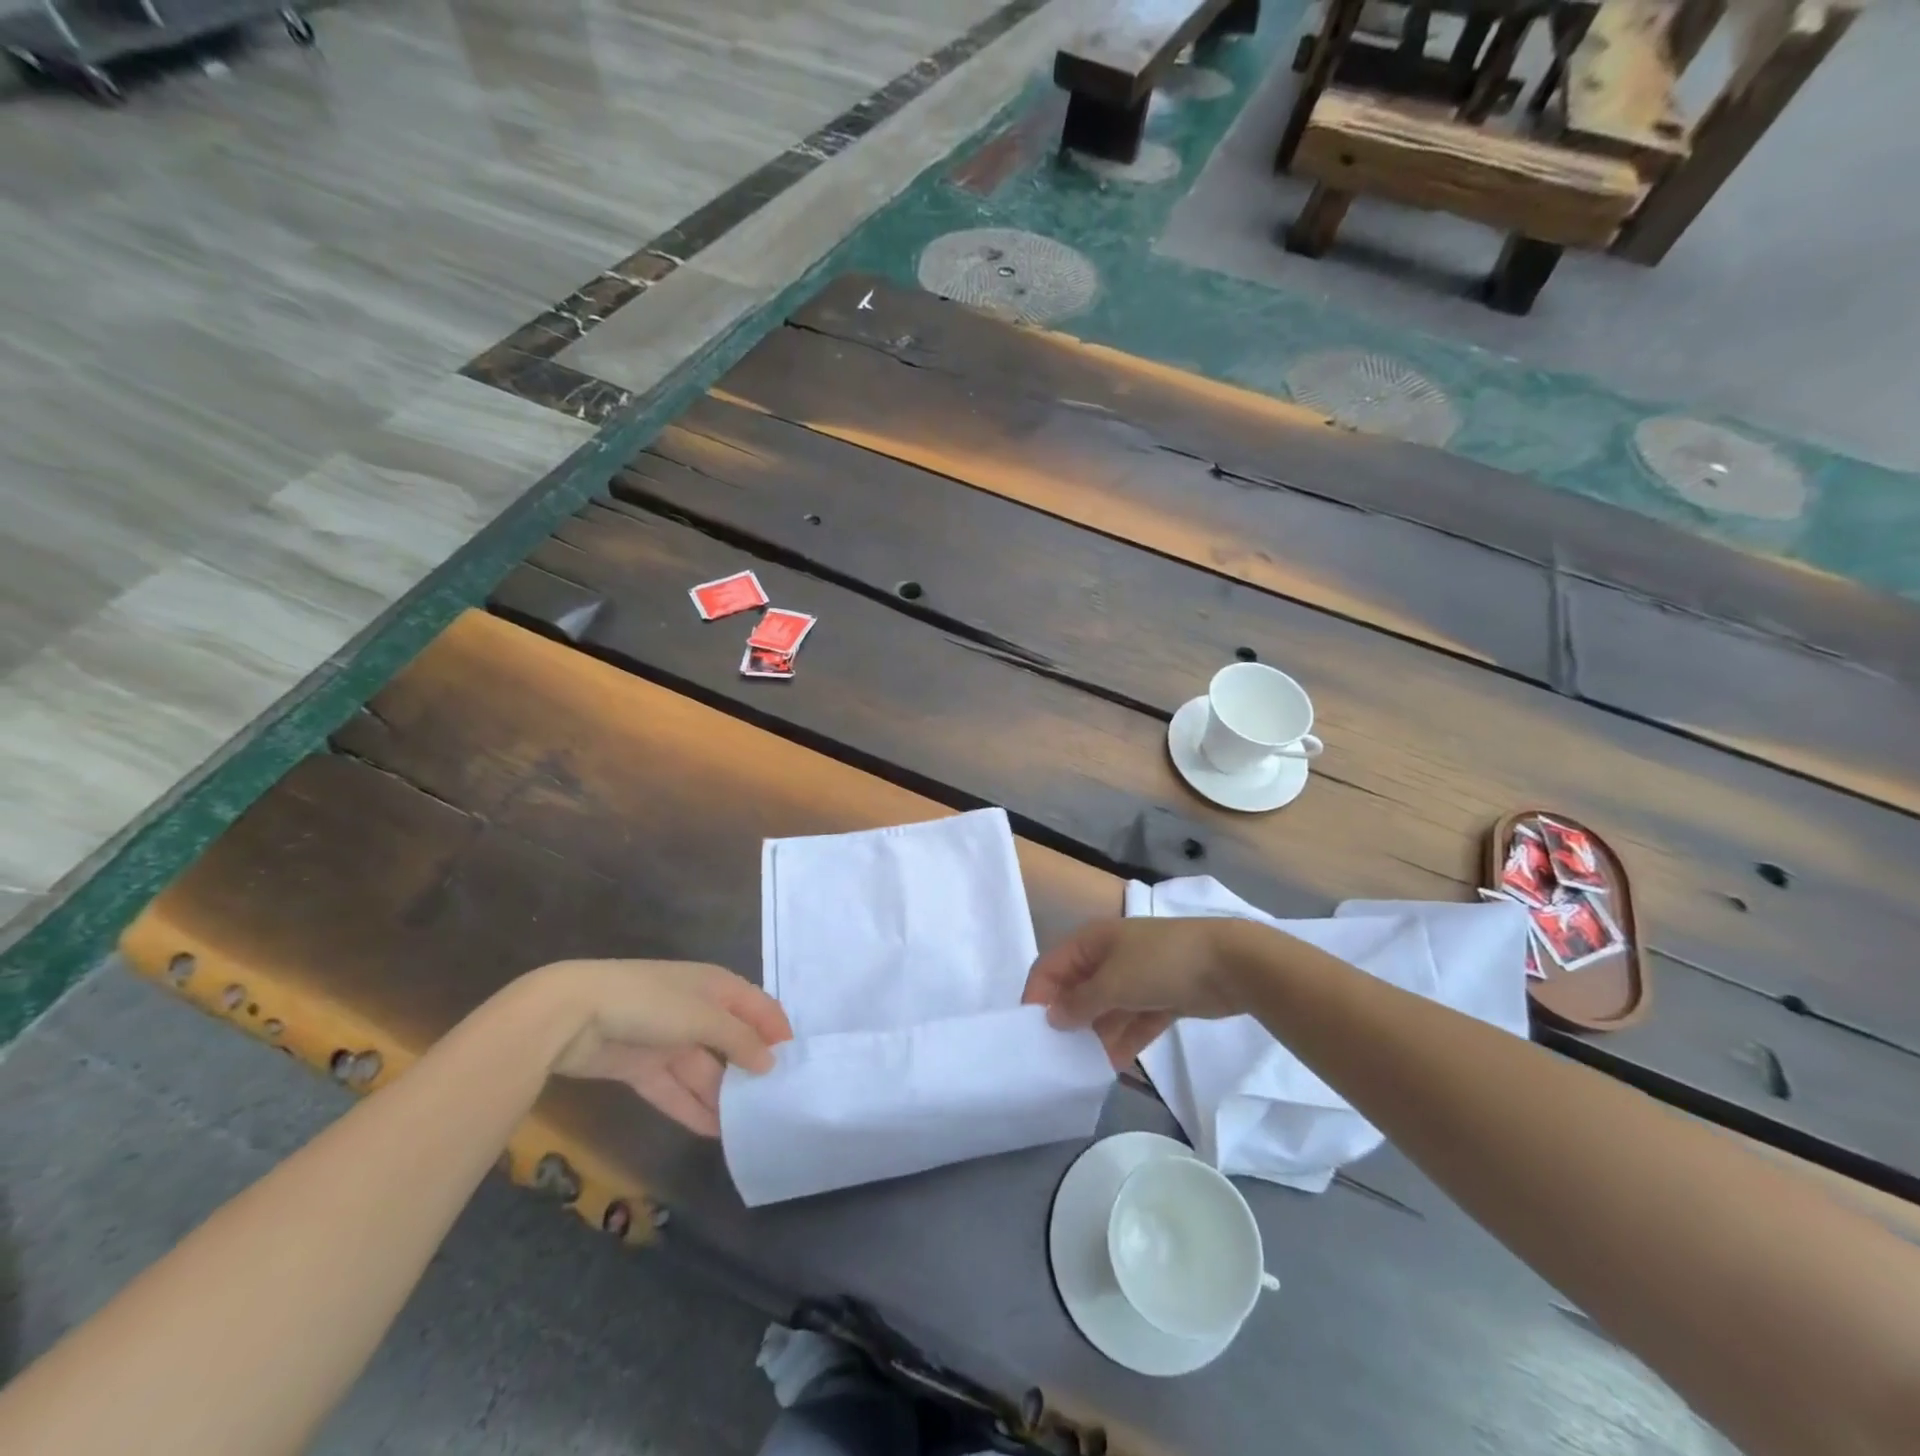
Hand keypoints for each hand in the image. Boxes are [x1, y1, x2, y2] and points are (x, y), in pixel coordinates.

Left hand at [532, 959, 793, 1136]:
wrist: (573, 1014)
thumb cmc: (651, 1002)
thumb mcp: (703, 1016)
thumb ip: (740, 1040)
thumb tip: (771, 1062)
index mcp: (714, 986)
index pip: (755, 1006)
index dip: (776, 1028)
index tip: (797, 1060)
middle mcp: (694, 1009)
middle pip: (730, 1040)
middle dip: (750, 1067)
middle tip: (774, 1100)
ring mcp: (666, 1039)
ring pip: (703, 1070)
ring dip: (721, 1095)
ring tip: (749, 1124)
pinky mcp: (640, 1066)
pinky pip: (674, 1090)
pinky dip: (692, 1109)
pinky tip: (714, 1132)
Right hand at [1022, 918, 1254, 1067]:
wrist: (1229, 963)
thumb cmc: (1161, 963)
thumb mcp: (1113, 982)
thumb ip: (1080, 1003)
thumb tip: (1052, 1017)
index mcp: (1092, 942)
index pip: (1051, 967)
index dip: (1037, 996)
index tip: (1031, 1033)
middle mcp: (1109, 957)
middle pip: (1077, 990)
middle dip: (1067, 1020)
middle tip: (1057, 1057)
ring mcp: (1137, 977)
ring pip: (1105, 1009)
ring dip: (1096, 1035)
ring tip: (1083, 1069)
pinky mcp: (1161, 997)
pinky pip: (1133, 1021)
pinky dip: (1124, 1040)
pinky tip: (1113, 1067)